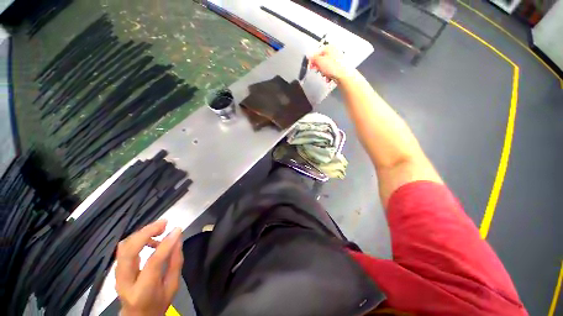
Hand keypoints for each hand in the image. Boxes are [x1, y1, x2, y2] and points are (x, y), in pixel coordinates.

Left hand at [115, 220, 183, 315]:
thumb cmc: (158, 303)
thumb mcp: (172, 286)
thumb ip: (175, 262)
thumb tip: (177, 239)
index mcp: (143, 291)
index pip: (153, 263)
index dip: (166, 244)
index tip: (177, 229)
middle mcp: (125, 282)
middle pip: (129, 251)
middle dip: (146, 232)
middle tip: (164, 223)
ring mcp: (117, 275)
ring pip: (124, 246)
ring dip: (142, 233)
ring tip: (160, 228)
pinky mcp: (117, 269)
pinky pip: (124, 248)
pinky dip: (138, 238)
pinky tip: (151, 239)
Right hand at [309, 45, 350, 82]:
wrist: (344, 75)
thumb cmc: (333, 67)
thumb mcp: (320, 61)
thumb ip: (313, 58)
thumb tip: (309, 57)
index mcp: (329, 48)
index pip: (317, 53)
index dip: (312, 60)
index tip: (310, 66)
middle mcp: (334, 52)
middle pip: (322, 60)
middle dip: (319, 67)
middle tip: (318, 71)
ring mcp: (337, 60)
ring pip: (326, 66)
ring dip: (323, 72)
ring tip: (325, 75)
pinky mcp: (339, 67)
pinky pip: (331, 71)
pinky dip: (328, 75)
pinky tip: (329, 78)